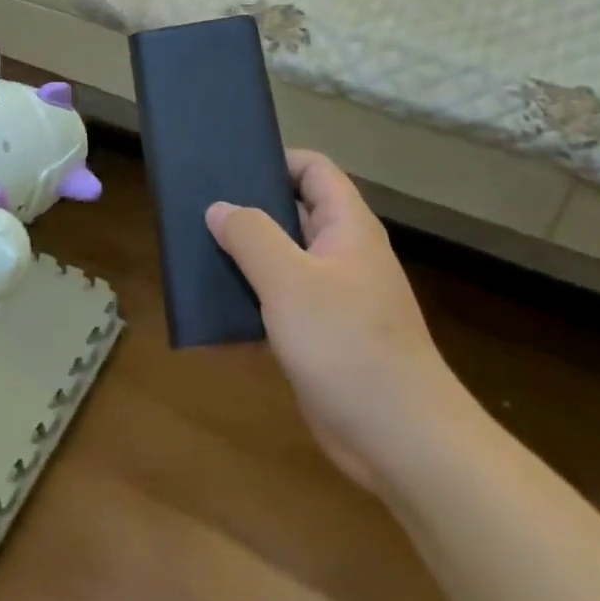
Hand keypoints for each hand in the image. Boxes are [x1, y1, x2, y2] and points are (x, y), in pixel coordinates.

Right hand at [206, 151, 455, 489]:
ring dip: (245, 258)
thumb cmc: (347, 345)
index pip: (312, 169)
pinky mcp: (322, 336)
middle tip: (200, 209)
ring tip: (197, 252)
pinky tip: (215, 310)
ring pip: (282, 260)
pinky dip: (252, 301)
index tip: (228, 167)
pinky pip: (281, 304)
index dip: (274, 160)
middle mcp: (342, 254)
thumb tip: (219, 208)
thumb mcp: (290, 281)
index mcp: (346, 227)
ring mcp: (333, 297)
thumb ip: (251, 236)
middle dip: (248, 210)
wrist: (402, 440)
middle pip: (293, 212)